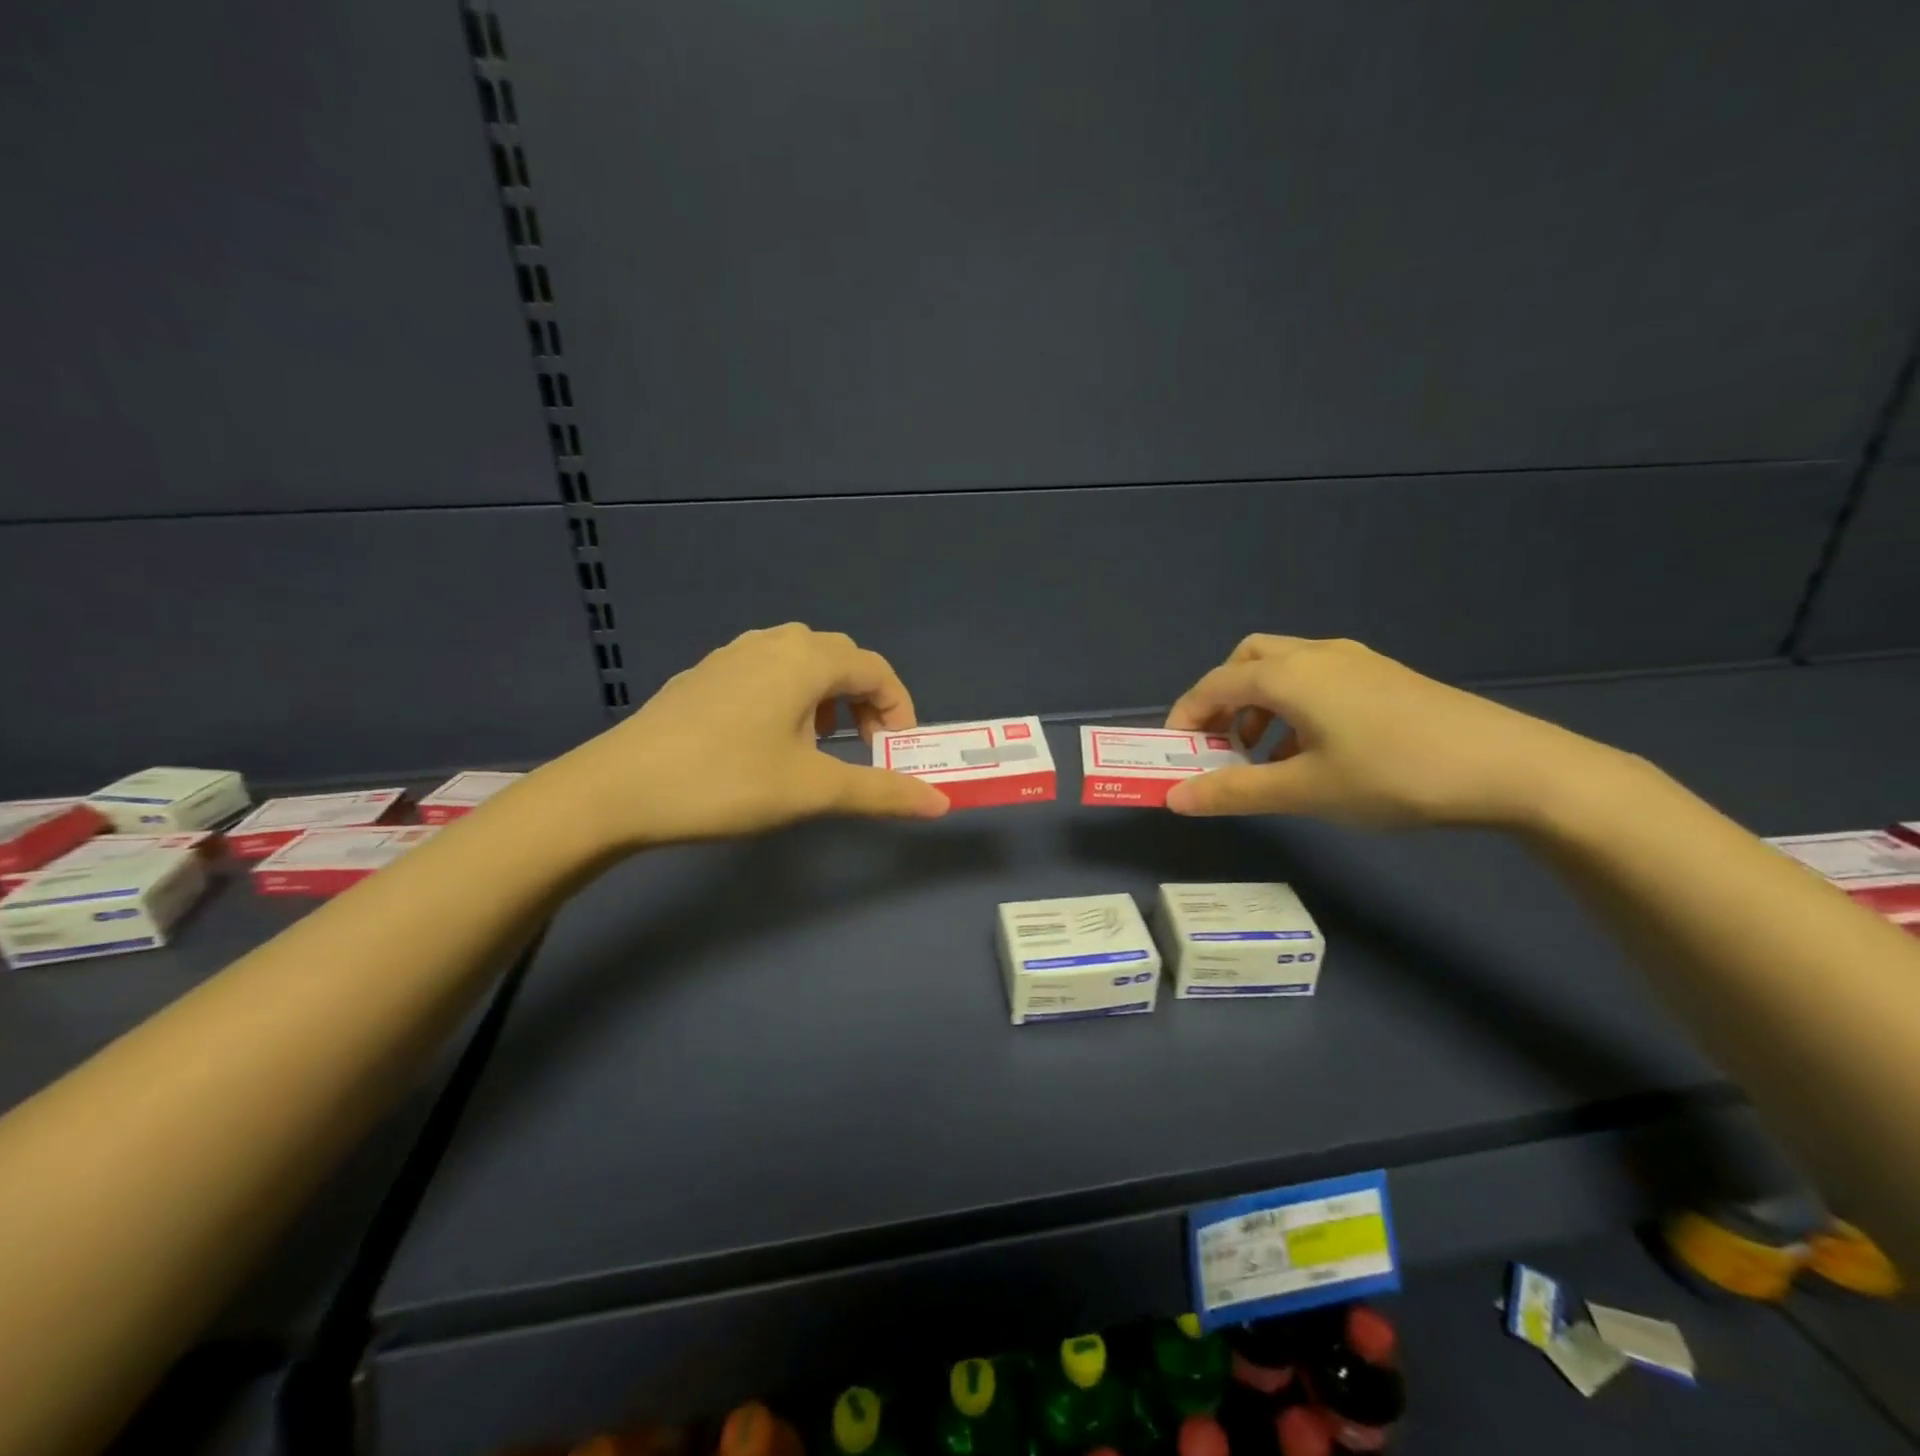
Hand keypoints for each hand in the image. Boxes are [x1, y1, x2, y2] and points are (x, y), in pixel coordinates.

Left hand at [550, 624, 948, 848]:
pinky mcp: (704, 675)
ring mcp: (732, 655)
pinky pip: (766, 672)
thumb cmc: (727, 782)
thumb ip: (881, 792)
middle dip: (865, 703)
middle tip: (866, 750)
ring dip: (827, 698)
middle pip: (840, 660)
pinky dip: (789, 698)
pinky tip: (768, 740)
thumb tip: (940, 804)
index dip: (900, 709)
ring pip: (800, 663)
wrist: (618, 789)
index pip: (875, 670)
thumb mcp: (812, 790)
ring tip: (820, 745)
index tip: (898, 754)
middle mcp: (772, 643)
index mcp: (806, 660)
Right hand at [1162, 635, 1621, 828]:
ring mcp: (1354, 661)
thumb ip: (1233, 792)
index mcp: (1288, 675)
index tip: (1174, 752)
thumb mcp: (1304, 790)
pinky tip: (1311, 752)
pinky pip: (1317, 680)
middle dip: (1222, 700)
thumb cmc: (1392, 775)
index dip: (1186, 716)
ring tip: (1264, 756)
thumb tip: (1174, 799)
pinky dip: (1294, 706)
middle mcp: (1315, 655)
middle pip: (1247, 661)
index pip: (1214, 685)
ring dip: (1259, 705)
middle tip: (1219, 744)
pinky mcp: (1383, 676)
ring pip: (1284, 669)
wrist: (1508, 767)